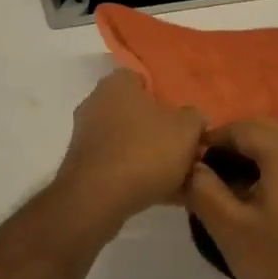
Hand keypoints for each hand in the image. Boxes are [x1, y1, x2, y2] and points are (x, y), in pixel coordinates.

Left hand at [50, 71, 205, 235]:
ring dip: (153, 159)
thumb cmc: (144, 151)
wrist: (97, 198)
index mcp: (116, 84)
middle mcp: (96, 104)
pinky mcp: (83, 167)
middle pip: (137, 114)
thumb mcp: (186, 129)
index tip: (185, 120)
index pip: (143, 80)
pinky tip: (165, 197)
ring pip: (130, 143)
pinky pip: (119, 167)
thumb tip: (193, 119)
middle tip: (187, 152)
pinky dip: (139, 178)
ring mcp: (87, 137)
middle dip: (162, 133)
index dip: (166, 98)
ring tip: (183, 182)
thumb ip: (194, 118)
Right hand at [182, 119, 277, 278]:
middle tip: (208, 182)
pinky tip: (259, 201)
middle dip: (229, 149)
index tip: (190, 172)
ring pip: (276, 144)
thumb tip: (190, 165)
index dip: (208, 144)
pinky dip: (271, 168)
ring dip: (249, 158)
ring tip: (230, 193)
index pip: (237, 128)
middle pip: (258, 130)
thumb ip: (202, 188)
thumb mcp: (229, 228)